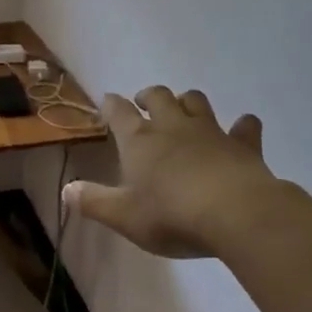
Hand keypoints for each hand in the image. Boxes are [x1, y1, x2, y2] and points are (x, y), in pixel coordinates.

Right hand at [66, 87, 301, 258]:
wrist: (235, 214)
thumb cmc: (171, 215)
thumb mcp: (123, 216)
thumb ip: (93, 201)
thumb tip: (66, 189)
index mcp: (139, 140)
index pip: (119, 112)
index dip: (111, 105)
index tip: (107, 102)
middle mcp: (173, 126)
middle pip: (159, 96)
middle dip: (149, 96)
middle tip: (144, 103)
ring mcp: (210, 131)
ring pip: (196, 101)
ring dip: (188, 101)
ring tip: (184, 110)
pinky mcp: (243, 144)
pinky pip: (244, 126)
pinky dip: (242, 126)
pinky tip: (243, 129)